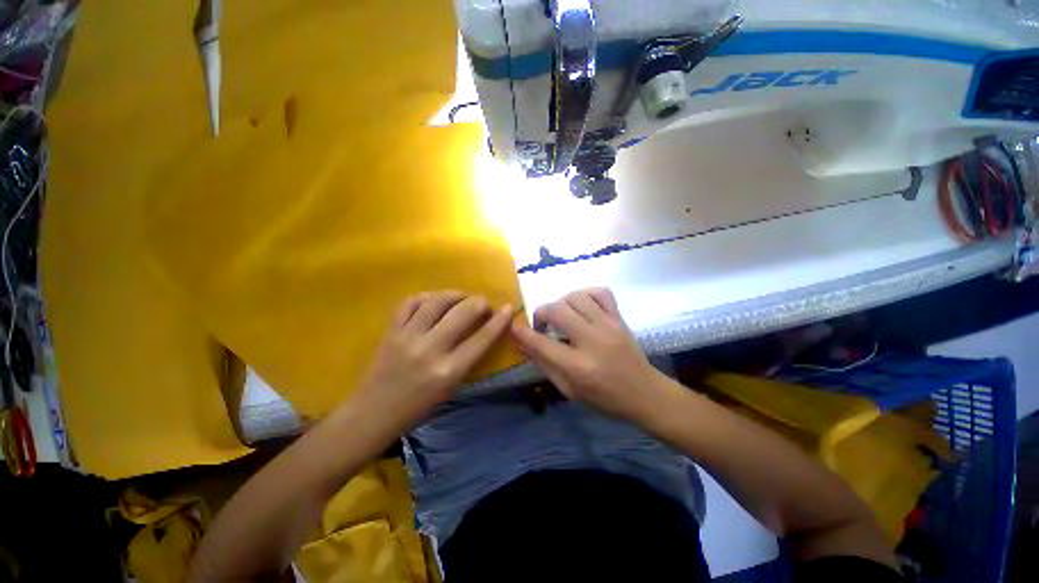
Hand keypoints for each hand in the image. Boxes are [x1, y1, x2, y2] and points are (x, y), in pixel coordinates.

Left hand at [353, 291, 513, 433]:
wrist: (373, 414)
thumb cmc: (418, 408)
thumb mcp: (452, 388)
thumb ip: (468, 358)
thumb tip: (483, 331)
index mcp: (449, 371)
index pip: (482, 338)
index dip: (500, 320)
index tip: (508, 308)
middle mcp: (430, 350)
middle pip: (463, 312)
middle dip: (480, 302)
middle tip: (484, 304)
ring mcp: (407, 337)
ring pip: (437, 301)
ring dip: (455, 294)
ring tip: (462, 297)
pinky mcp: (391, 330)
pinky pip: (410, 302)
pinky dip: (427, 296)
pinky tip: (434, 300)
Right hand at [510, 288, 668, 422]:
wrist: (644, 393)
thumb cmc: (604, 398)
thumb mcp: (568, 390)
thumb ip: (544, 364)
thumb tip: (522, 343)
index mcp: (578, 367)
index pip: (541, 343)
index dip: (522, 332)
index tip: (514, 326)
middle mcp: (592, 341)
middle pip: (557, 311)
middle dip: (541, 313)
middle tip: (542, 325)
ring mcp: (609, 326)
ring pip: (576, 297)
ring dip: (561, 303)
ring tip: (562, 316)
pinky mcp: (619, 318)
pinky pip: (600, 292)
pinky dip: (585, 294)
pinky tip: (581, 306)